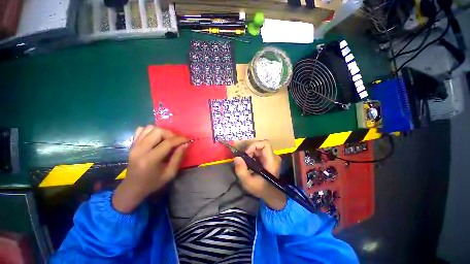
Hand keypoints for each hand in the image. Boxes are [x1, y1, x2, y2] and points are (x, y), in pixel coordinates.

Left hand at [112, 125, 188, 212]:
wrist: (132, 187)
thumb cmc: (153, 183)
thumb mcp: (170, 173)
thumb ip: (178, 157)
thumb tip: (186, 144)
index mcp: (150, 159)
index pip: (168, 142)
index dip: (180, 139)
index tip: (188, 139)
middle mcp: (140, 149)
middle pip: (158, 131)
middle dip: (171, 134)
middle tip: (177, 141)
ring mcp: (134, 146)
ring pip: (150, 128)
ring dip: (162, 131)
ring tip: (167, 139)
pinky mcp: (132, 144)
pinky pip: (142, 130)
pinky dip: (151, 131)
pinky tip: (156, 138)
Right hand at [234, 140, 286, 209]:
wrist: (272, 194)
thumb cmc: (261, 189)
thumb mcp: (248, 182)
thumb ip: (241, 170)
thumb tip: (236, 157)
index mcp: (271, 161)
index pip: (265, 144)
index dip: (254, 145)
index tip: (246, 154)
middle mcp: (273, 157)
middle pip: (261, 145)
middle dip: (250, 150)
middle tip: (244, 159)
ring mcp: (272, 158)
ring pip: (260, 148)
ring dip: (251, 152)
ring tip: (246, 162)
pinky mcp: (269, 159)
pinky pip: (260, 152)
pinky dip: (253, 155)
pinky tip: (250, 163)